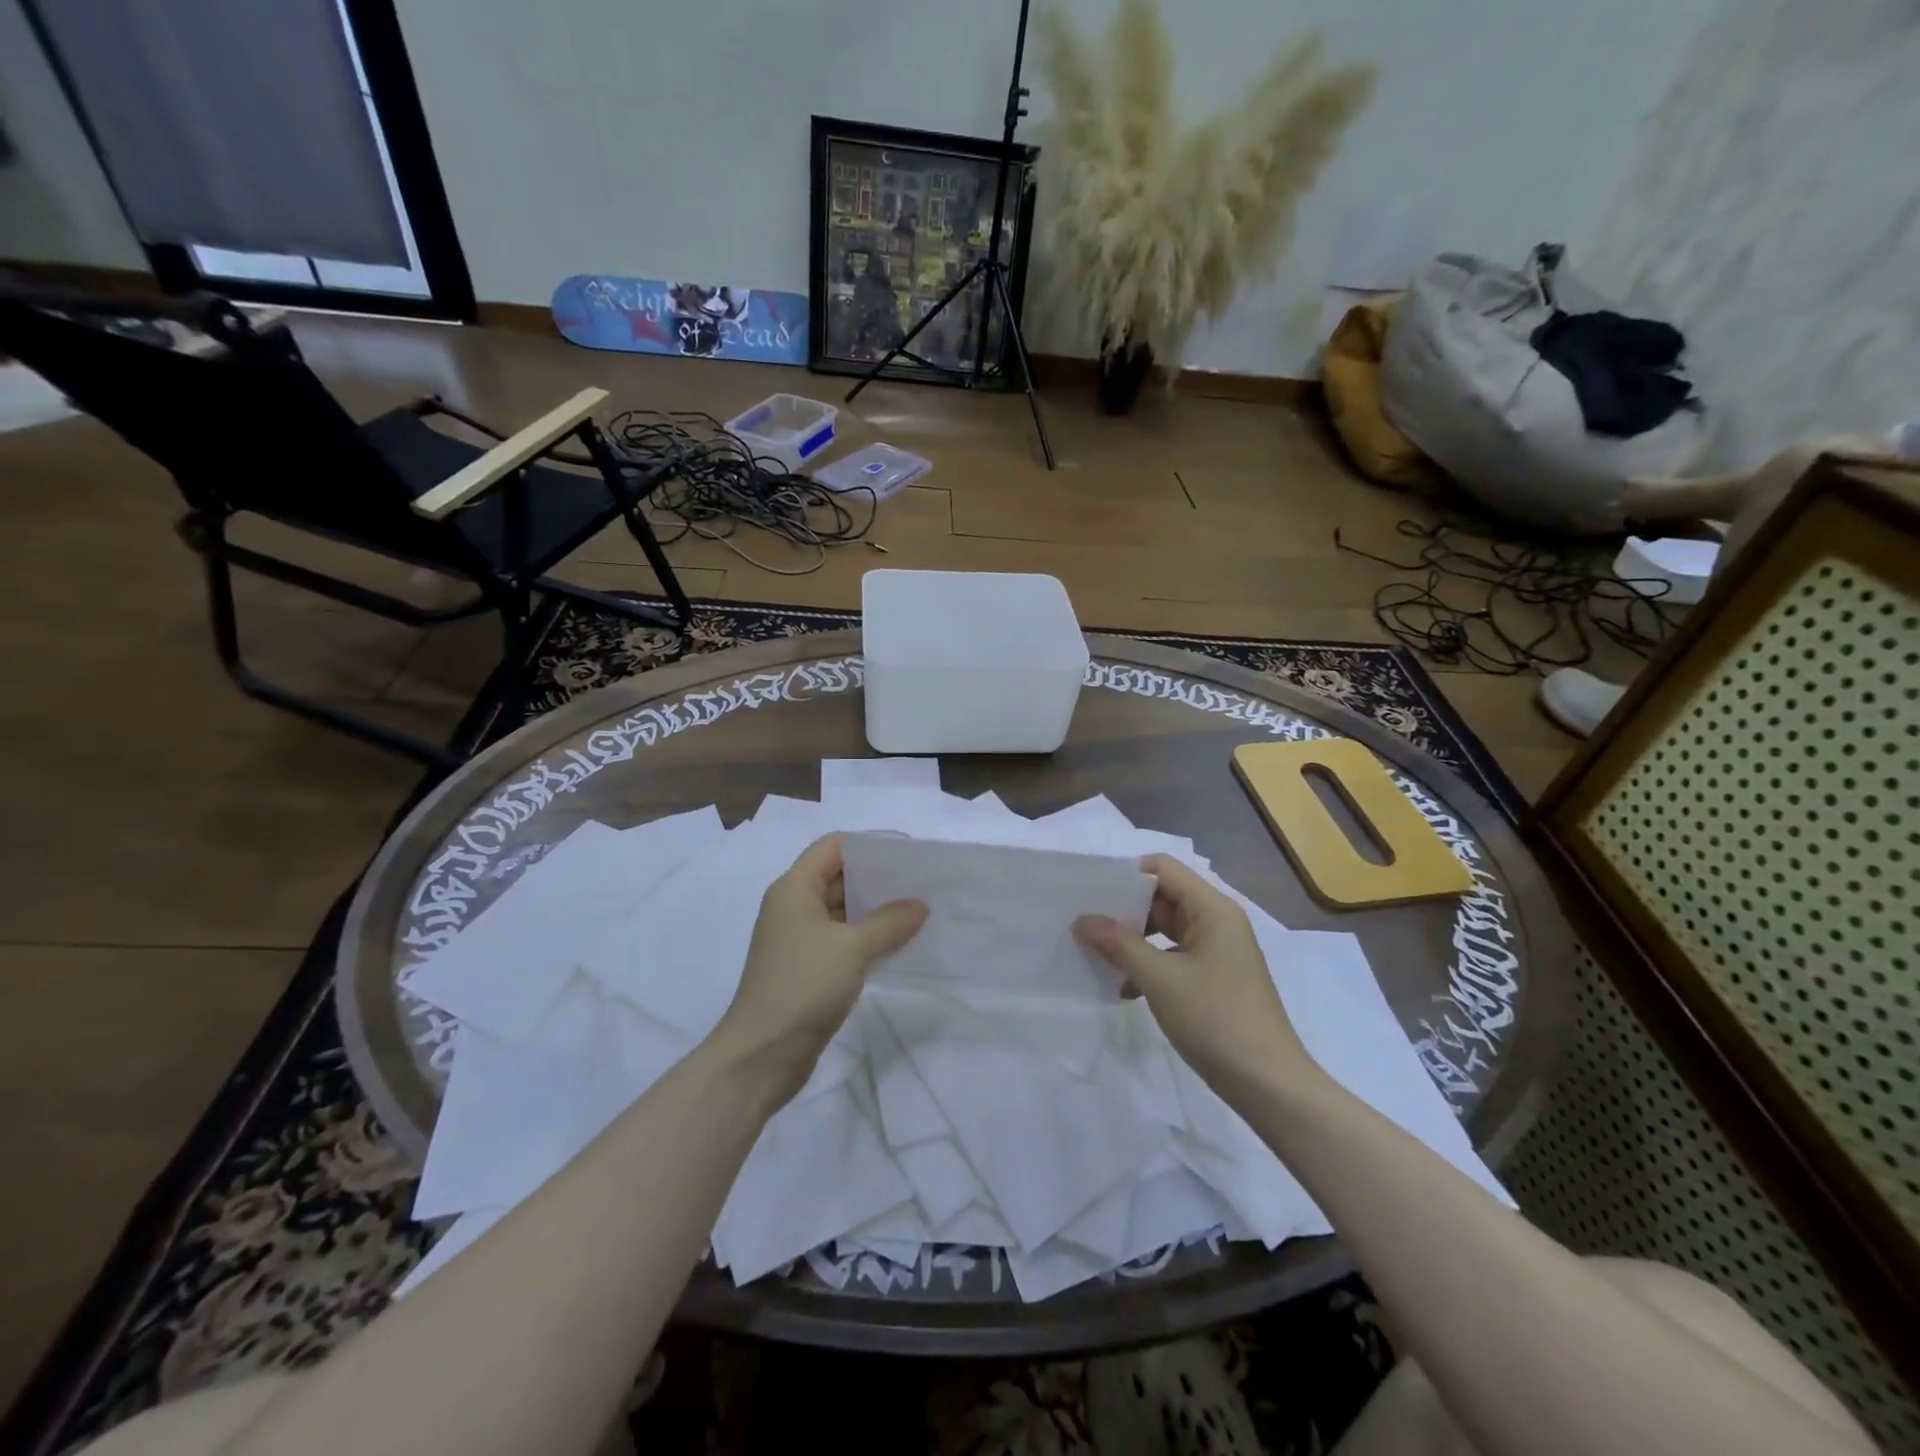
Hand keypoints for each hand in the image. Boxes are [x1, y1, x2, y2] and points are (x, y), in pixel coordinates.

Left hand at [712, 834, 927, 1103]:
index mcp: (794, 888)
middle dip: (878, 878)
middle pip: (838, 876)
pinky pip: (842, 938)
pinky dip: (867, 936)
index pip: (833, 847)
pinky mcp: (807, 967)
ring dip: (875, 909)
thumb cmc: (803, 986)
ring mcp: (799, 938)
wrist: (762, 1055)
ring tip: (917, 910)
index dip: (869, 845)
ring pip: (842, 910)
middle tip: (920, 883)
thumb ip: (889, 922)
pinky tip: (898, 942)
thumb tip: (920, 905)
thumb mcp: (852, 948)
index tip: (907, 854)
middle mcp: (793, 906)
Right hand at [1074, 855, 1320, 1103]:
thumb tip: (1082, 921)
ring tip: (1096, 955)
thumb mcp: (1160, 979)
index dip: (1126, 875)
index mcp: (1212, 909)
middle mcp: (1216, 922)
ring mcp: (1217, 951)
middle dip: (1124, 910)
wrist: (1269, 1084)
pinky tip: (1123, 989)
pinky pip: (1173, 956)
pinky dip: (1148, 965)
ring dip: (1133, 941)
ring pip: (1165, 929)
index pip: (1163, 869)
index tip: (1091, 893)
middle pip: (1162, 897)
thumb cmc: (1216, 1019)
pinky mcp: (1214, 978)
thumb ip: (1119, 944)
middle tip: (1085, 924)